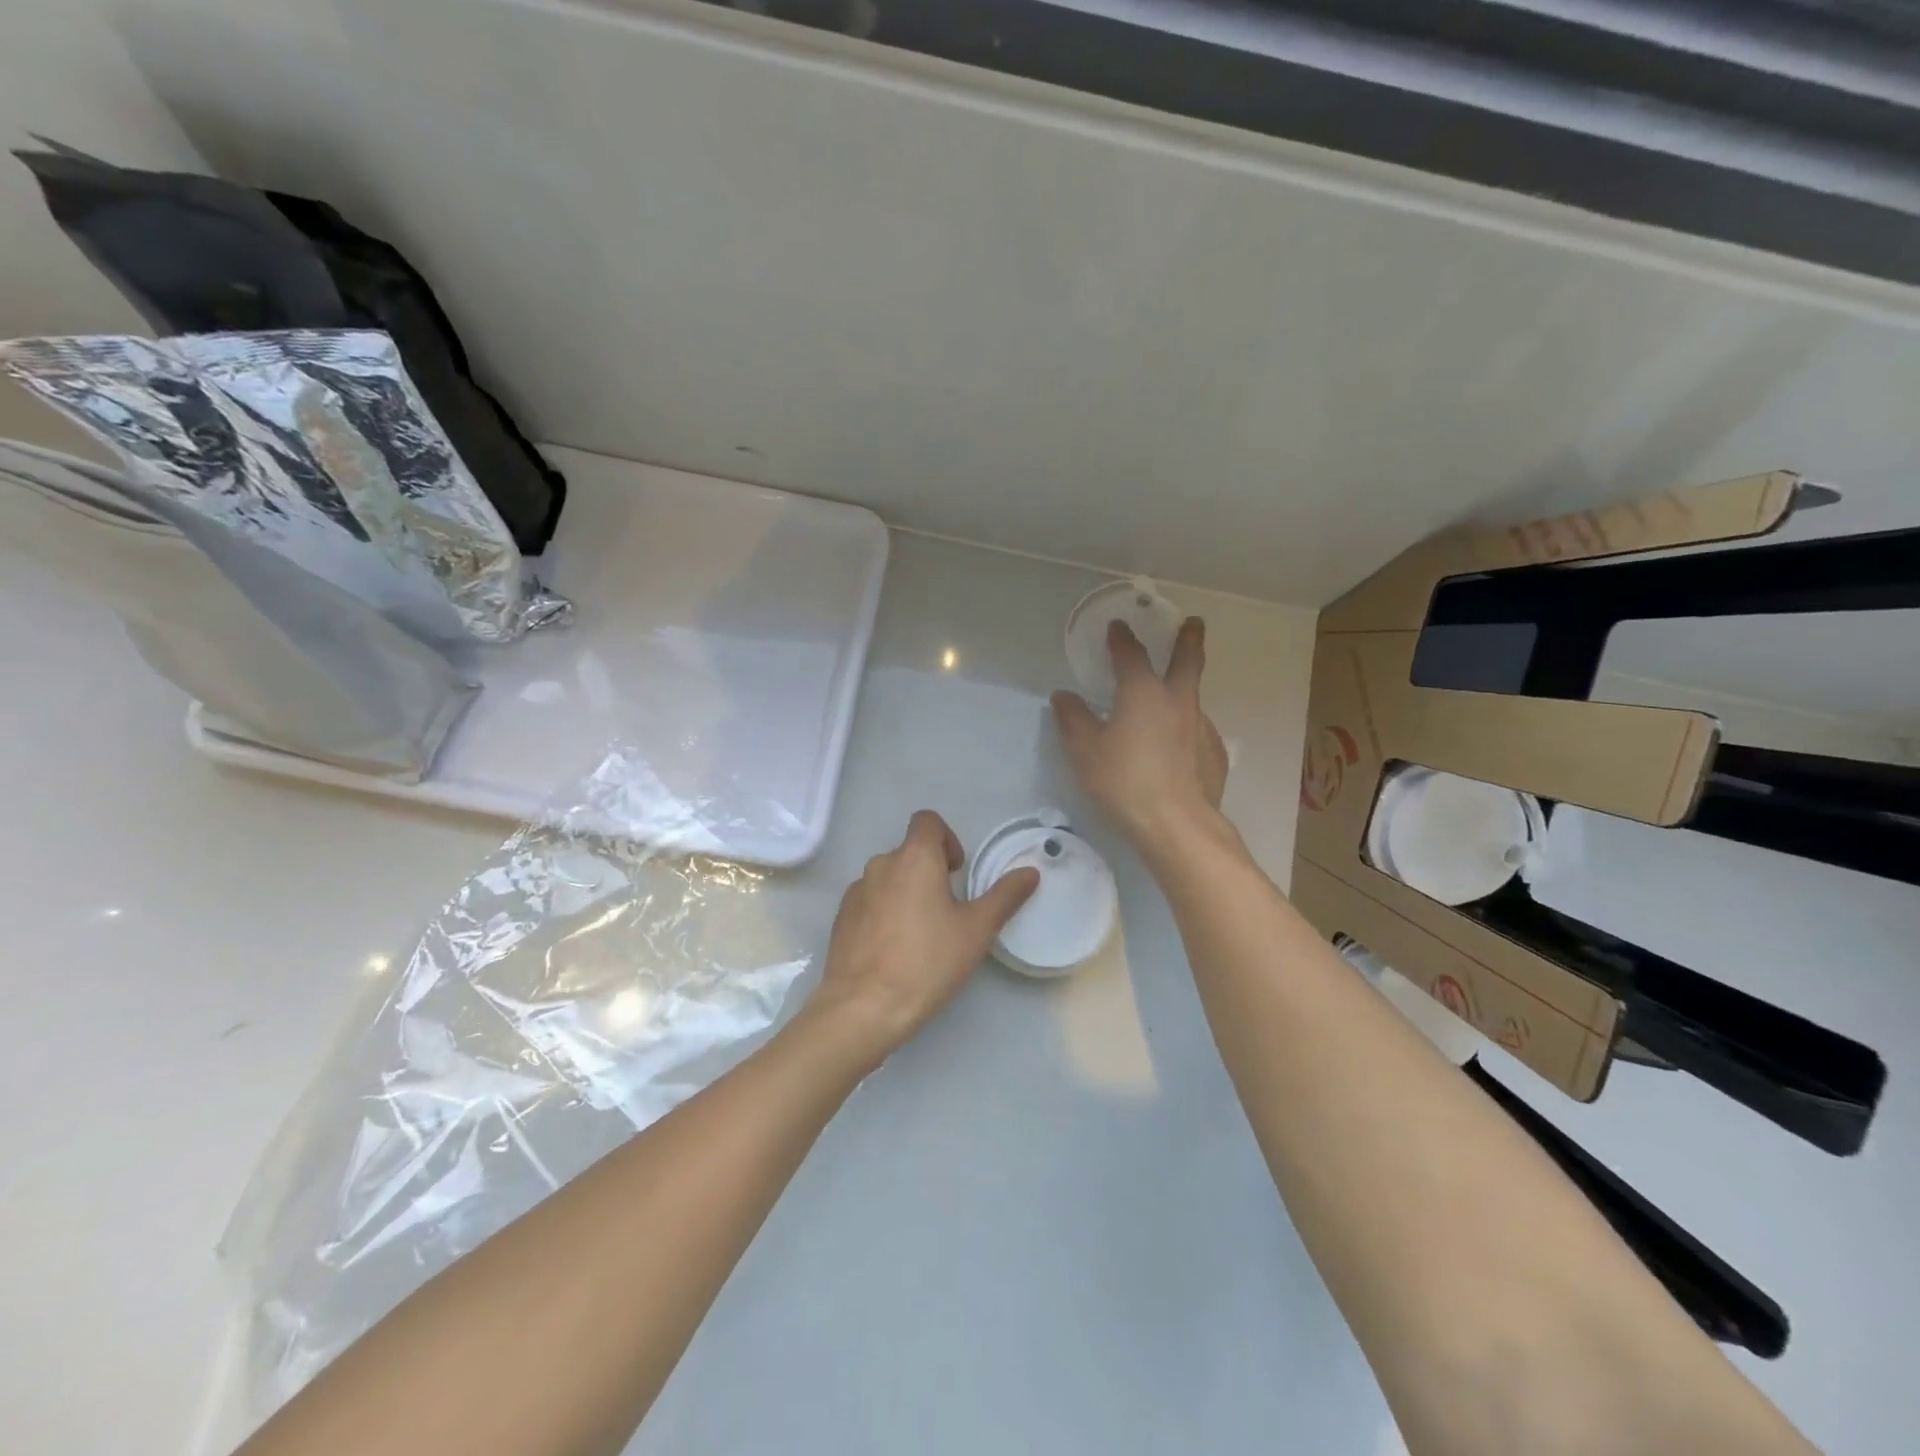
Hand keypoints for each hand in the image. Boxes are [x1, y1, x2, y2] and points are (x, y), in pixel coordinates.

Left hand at [803, 810, 1039, 1065]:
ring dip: (907, 892)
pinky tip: (894, 949)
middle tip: (947, 910)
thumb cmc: (927, 961)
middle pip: (909, 852)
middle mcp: (881, 864)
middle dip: (930, 872)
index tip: (956, 872)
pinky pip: (870, 901)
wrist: (864, 1006)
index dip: (947, 838)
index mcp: (914, 857)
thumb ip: (1005, 896)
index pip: (927, 821)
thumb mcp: (976, 930)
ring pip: (888, 878)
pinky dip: (884, 912)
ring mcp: (856, 891)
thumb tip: (1030, 872)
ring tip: (921, 934)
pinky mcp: (842, 917)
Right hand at [1052, 617, 1228, 845]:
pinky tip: (1179, 751)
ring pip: (1194, 699)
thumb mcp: (1085, 752)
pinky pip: (1198, 734)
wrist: (1177, 824)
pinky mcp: (1214, 755)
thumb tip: (1063, 697)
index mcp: (1143, 693)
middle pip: (1187, 661)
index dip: (1122, 638)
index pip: (1131, 654)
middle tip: (1194, 623)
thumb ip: (1073, 720)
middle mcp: (1178, 702)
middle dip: (1189, 639)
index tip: (1118, 626)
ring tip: (1173, 705)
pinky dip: (1187, 732)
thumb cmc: (1125, 781)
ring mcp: (1202, 728)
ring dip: (1185, 691)